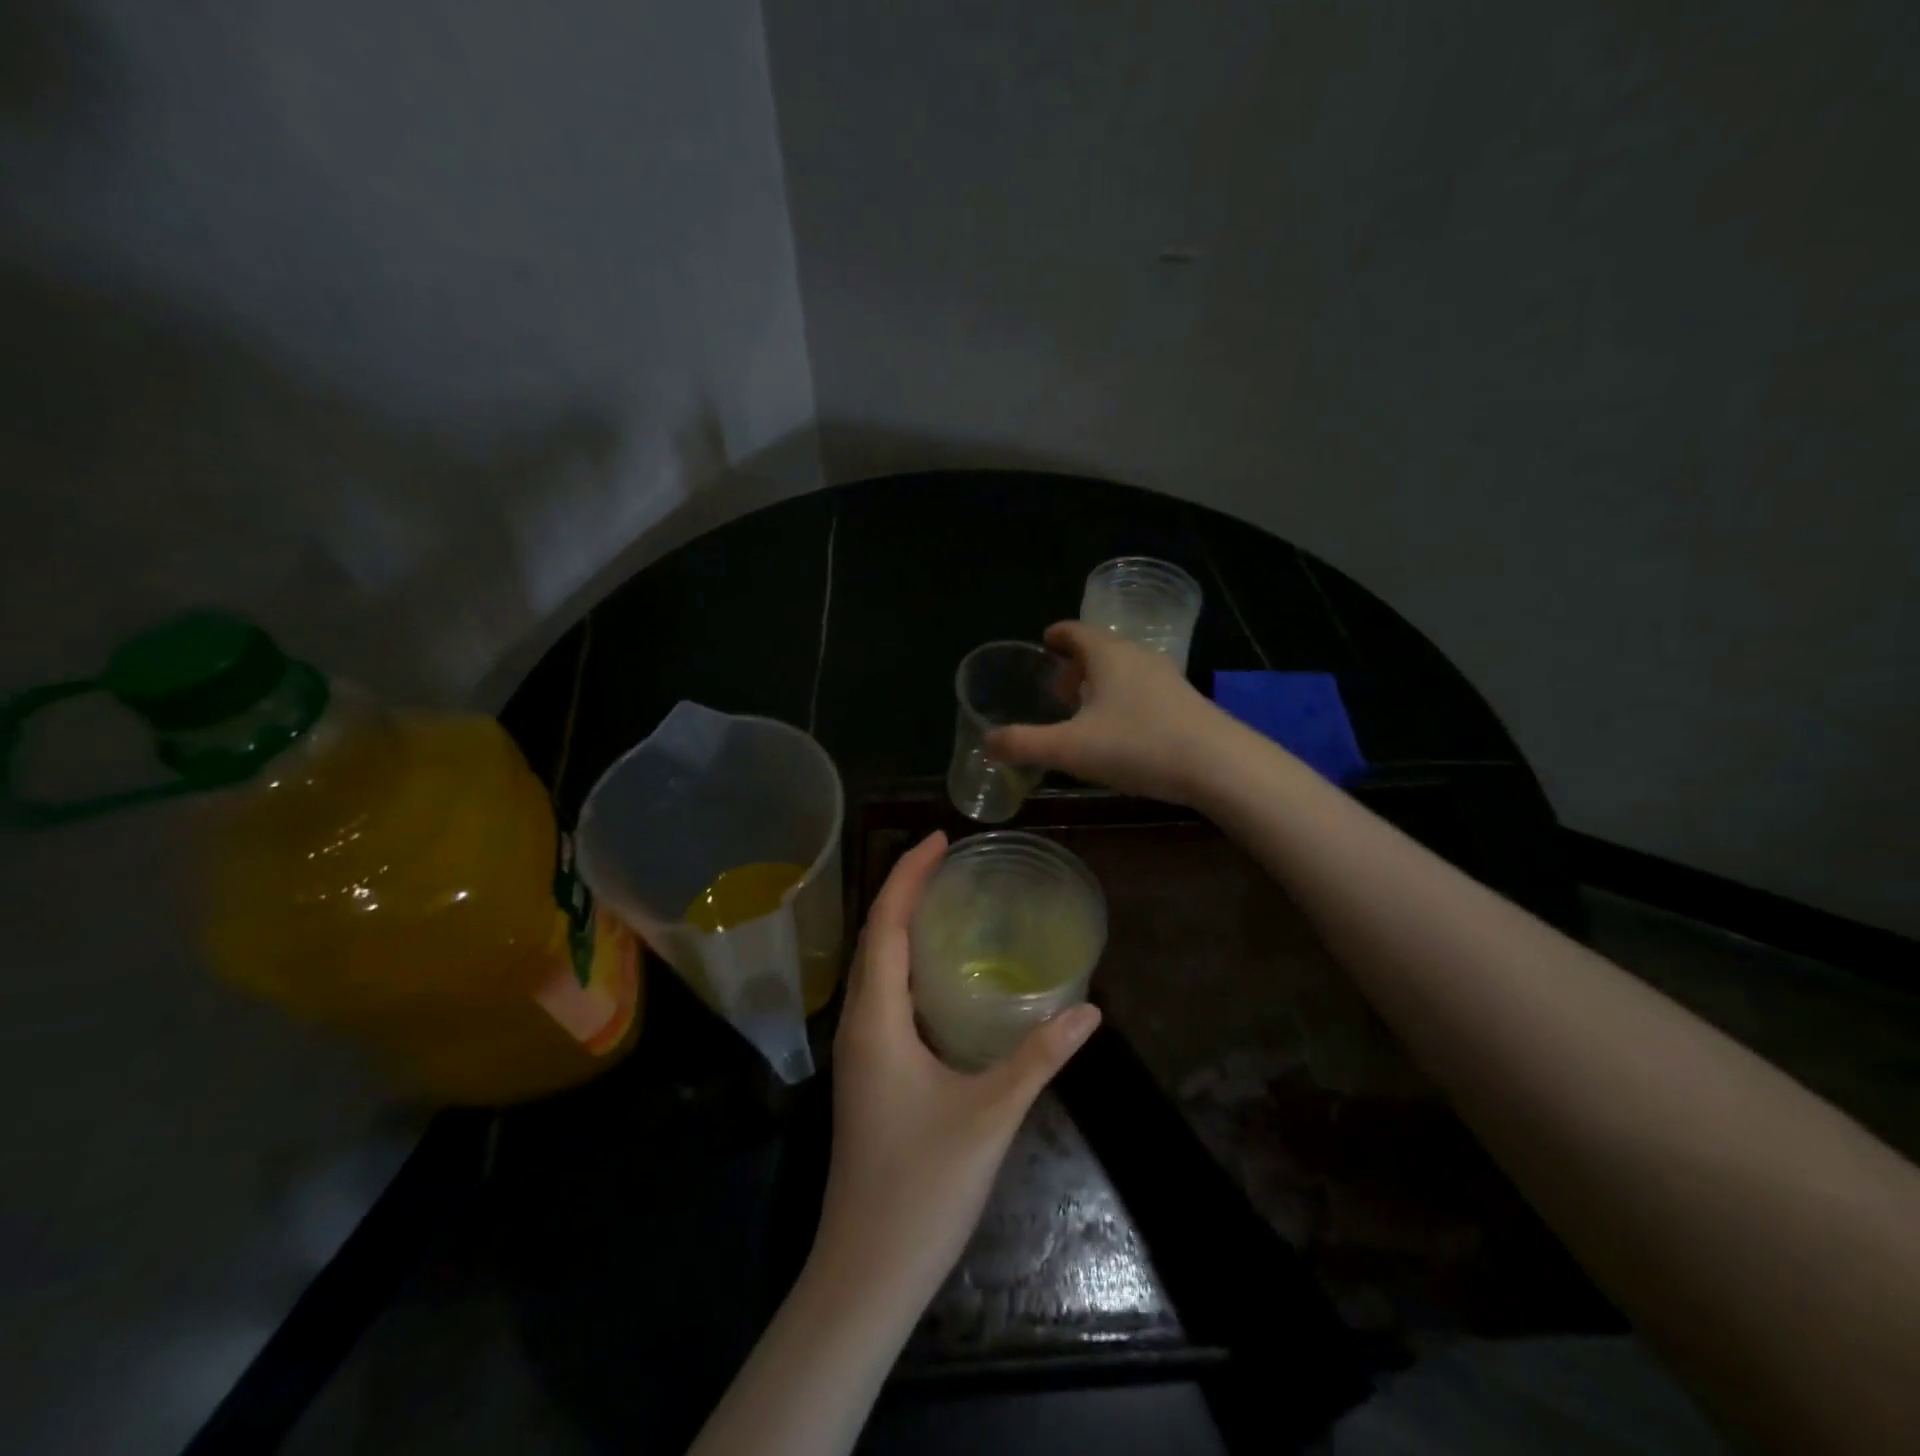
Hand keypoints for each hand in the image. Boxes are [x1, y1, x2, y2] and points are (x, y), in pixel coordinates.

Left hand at [816, 830, 1100, 1307]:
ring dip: (901, 925)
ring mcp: (858, 1051)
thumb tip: (1089, 1008)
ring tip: (944, 899)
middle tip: (949, 859)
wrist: (867, 1270)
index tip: (939, 839)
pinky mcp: (867, 1073)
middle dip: (905, 891)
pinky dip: (903, 962)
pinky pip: (881, 994)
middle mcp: (858, 1024)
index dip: (908, 876)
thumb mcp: (991, 1115)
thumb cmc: (923, 1186)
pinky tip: (937, 973)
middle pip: (875, 937)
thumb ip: (1040, 1057)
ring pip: (874, 966)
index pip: (886, 925)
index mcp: (876, 1019)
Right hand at [986, 620, 1230, 804]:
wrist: (1219, 765)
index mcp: (1108, 655)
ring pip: (1125, 669)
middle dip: (1076, 663)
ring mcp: (1168, 678)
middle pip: (1101, 648)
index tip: (1044, 642)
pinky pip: (1144, 689)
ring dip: (1101, 682)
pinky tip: (1121, 730)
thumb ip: (1024, 744)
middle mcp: (1139, 657)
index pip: (1075, 631)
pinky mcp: (1186, 702)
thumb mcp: (1071, 749)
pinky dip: (1124, 698)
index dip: (1056, 635)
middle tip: (1057, 686)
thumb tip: (988, 741)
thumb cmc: (1138, 746)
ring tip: (1085, 709)